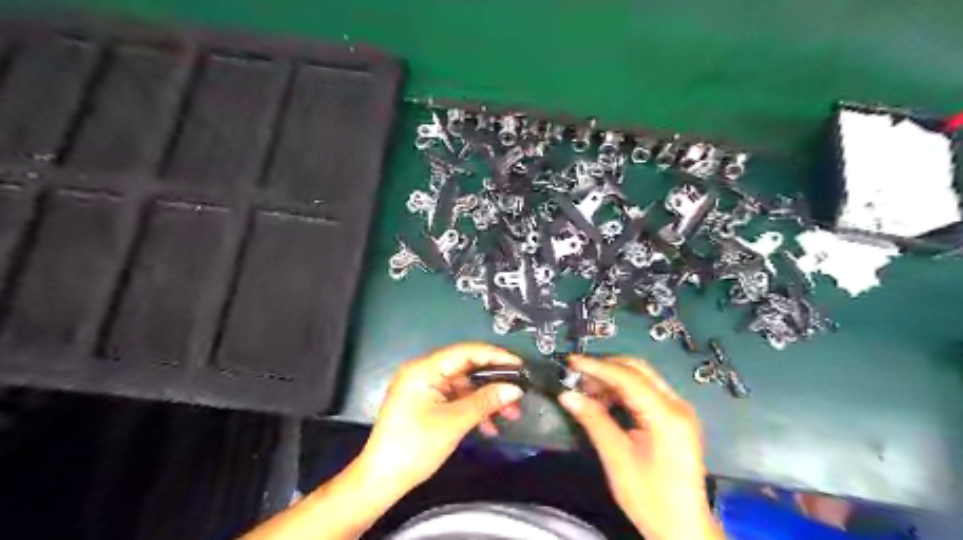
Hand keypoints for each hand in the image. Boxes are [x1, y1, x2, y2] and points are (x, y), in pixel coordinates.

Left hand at [354, 344, 525, 495]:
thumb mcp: (454, 422)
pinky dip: (471, 409)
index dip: (495, 356)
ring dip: (485, 400)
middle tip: (517, 394)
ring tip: (509, 415)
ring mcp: (423, 387)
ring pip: (463, 386)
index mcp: (424, 369)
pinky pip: (454, 398)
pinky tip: (488, 426)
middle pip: (466, 368)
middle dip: (493, 382)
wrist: (381, 479)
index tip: (520, 365)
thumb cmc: (415, 447)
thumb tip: (515, 389)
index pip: (466, 352)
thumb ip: (486, 401)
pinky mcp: (424, 402)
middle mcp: (423, 372)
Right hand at [557, 357, 721, 539]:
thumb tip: (568, 395)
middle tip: (577, 374)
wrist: (683, 529)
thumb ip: (593, 420)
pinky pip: (645, 393)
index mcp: (667, 415)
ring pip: (641, 379)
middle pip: (638, 370)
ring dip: (612, 379)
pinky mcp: (674, 419)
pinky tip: (603, 400)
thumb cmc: (651, 497)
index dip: (597, 367)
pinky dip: (622, 392)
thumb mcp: (617, 458)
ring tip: (585, 388)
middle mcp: (677, 406)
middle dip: (605, 368)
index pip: (628, 377)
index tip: (571, 361)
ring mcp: (678, 411)